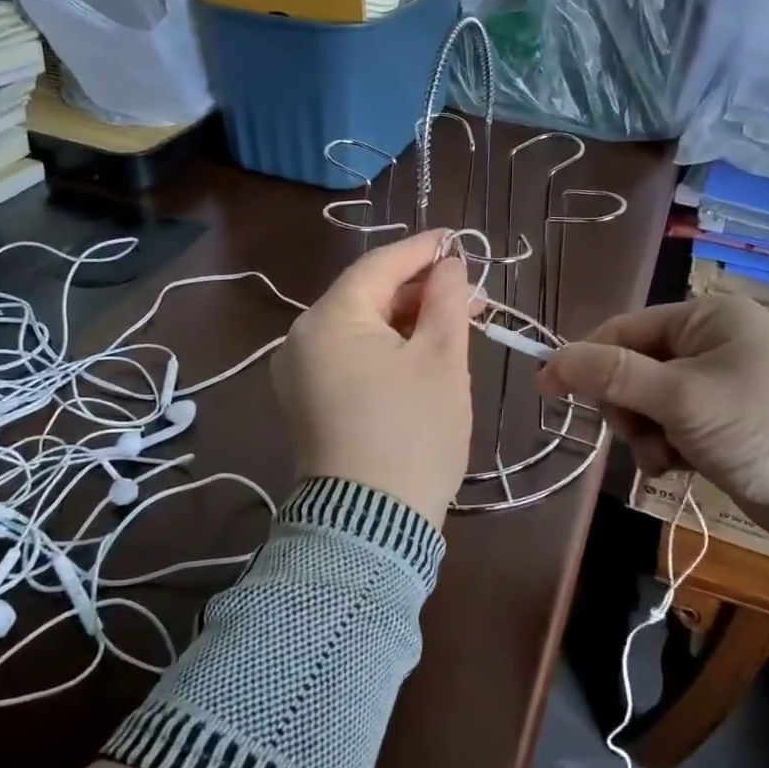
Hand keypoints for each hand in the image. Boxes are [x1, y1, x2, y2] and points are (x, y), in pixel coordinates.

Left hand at [272, 229, 474, 526]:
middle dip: (418, 291)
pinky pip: (348, 356)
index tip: (459, 241)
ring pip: (359, 328)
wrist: (371, 525)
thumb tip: (448, 265)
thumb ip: (444, 301)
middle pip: (366, 296)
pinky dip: (384, 348)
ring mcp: (298, 373)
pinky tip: (419, 352)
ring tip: (453, 323)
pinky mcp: (307, 401)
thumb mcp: (440, 360)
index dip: (422, 250)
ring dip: (404, 320)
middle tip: (469, 295)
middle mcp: (301, 338)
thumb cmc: (412, 434)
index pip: (378, 265)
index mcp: (328, 319)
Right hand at [537, 295, 768, 538]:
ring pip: (649, 404)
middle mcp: (712, 345)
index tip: (548, 390)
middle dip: (626, 407)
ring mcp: (721, 386)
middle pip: (632, 369)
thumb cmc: (764, 425)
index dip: (584, 359)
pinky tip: (680, 468)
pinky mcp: (728, 425)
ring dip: (646, 434)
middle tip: (637, 432)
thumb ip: (612, 375)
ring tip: (667, 457)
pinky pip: (674, 428)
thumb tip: (549, 361)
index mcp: (706, 319)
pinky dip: (668, 449)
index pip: (624, 329)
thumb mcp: (681, 397)